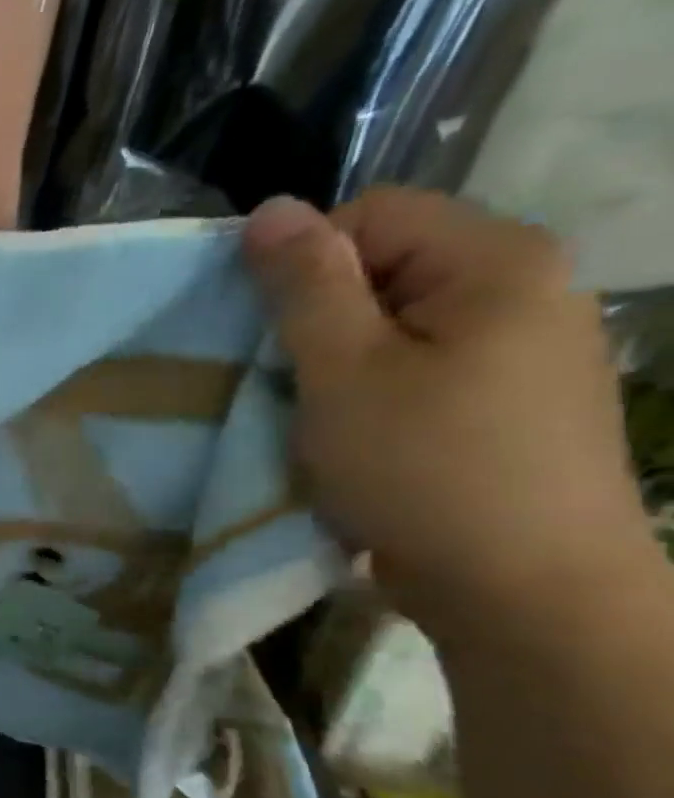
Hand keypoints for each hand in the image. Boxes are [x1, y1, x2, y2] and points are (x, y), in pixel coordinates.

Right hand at [243, 190, 653, 639]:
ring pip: (397, 323)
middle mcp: (527, 287)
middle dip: (319, 318)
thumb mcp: (343, 371)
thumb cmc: (424, 468)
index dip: (303, 264)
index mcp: (496, 261)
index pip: (371, 214)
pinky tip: (358, 439)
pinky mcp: (512, 400)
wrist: (525, 589)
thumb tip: (271, 208)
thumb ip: (305, 285)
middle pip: (387, 267)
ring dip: (338, 362)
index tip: (270, 335)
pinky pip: (421, 367)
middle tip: (286, 383)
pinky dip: (372, 392)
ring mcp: (527, 347)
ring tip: (316, 418)